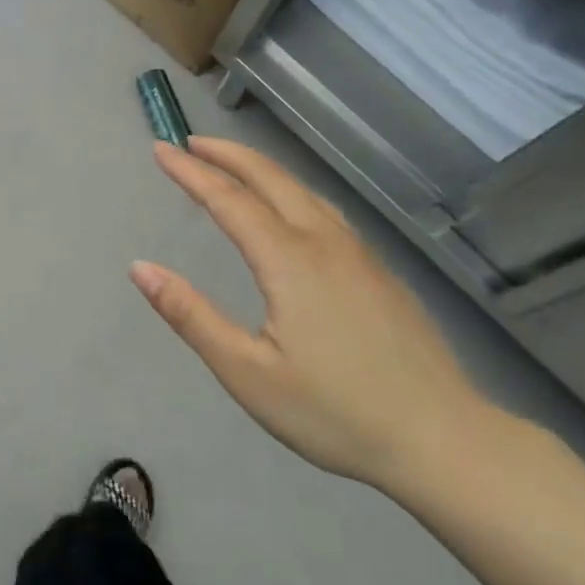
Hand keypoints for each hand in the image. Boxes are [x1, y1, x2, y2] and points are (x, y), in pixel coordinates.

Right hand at [132, 137, 492, 490]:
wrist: (444, 442)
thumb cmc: (334, 412)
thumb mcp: (246, 372)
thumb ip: (190, 315)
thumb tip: (140, 268)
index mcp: (290, 261)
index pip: (229, 199)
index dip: (191, 172)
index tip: (160, 150)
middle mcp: (326, 244)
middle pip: (272, 180)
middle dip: (228, 155)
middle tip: (191, 143)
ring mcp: (361, 256)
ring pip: (305, 192)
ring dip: (262, 170)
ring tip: (233, 166)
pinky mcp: (380, 275)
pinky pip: (327, 212)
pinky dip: (292, 192)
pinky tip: (292, 210)